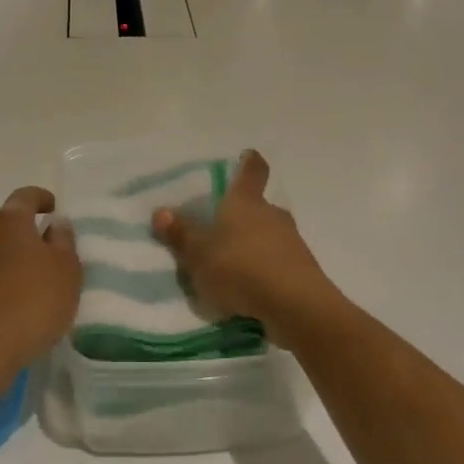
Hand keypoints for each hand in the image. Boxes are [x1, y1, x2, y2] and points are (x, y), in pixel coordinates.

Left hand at [0, 186, 81, 393]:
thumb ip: (63, 241)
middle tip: (48, 251)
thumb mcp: (67, 270)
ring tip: (31, 282)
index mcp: (8, 222)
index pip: (25, 196)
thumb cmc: (33, 302)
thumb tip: (55, 223)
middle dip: (26, 233)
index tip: (54, 208)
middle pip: (6, 225)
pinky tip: (12, 304)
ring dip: (9, 259)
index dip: (42, 198)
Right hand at [151, 151, 338, 342]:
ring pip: (268, 236)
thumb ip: (181, 234)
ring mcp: (292, 242)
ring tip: (231, 267)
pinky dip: (264, 270)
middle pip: (258, 207)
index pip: (252, 170)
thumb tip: (161, 211)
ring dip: (253, 246)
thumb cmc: (240, 268)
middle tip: (221, 229)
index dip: (249, 162)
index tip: (246, 157)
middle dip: (242, 216)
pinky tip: (250, 290)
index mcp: (246, 202)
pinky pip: (277, 262)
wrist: (295, 306)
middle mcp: (272, 214)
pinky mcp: (302, 270)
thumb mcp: (199, 255)